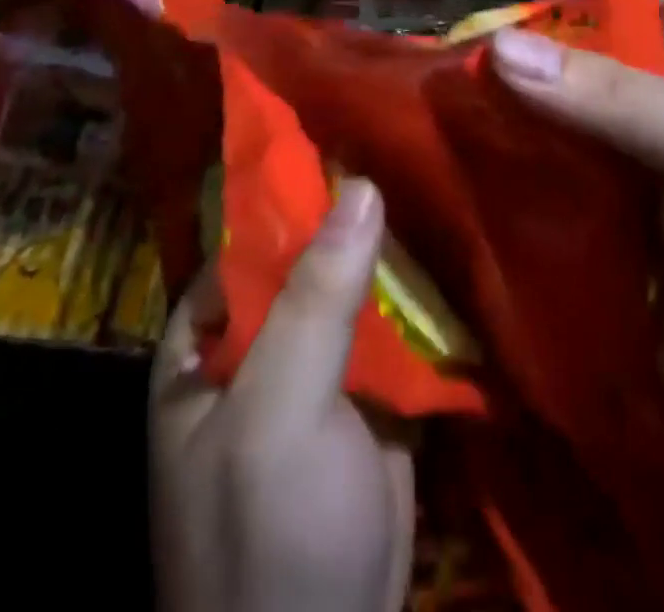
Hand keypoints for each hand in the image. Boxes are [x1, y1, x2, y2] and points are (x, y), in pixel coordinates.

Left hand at [151, 179, 414, 611]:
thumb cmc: (266, 535)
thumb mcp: (276, 409)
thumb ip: (314, 297)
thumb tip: (360, 183)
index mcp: (208, 339)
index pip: (247, 236)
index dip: (294, 184)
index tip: (348, 128)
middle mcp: (260, 343)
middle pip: (310, 256)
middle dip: (355, 210)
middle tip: (409, 138)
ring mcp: (319, 371)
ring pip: (357, 287)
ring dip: (393, 246)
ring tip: (438, 169)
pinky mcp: (373, 398)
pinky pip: (396, 329)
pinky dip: (422, 296)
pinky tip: (455, 243)